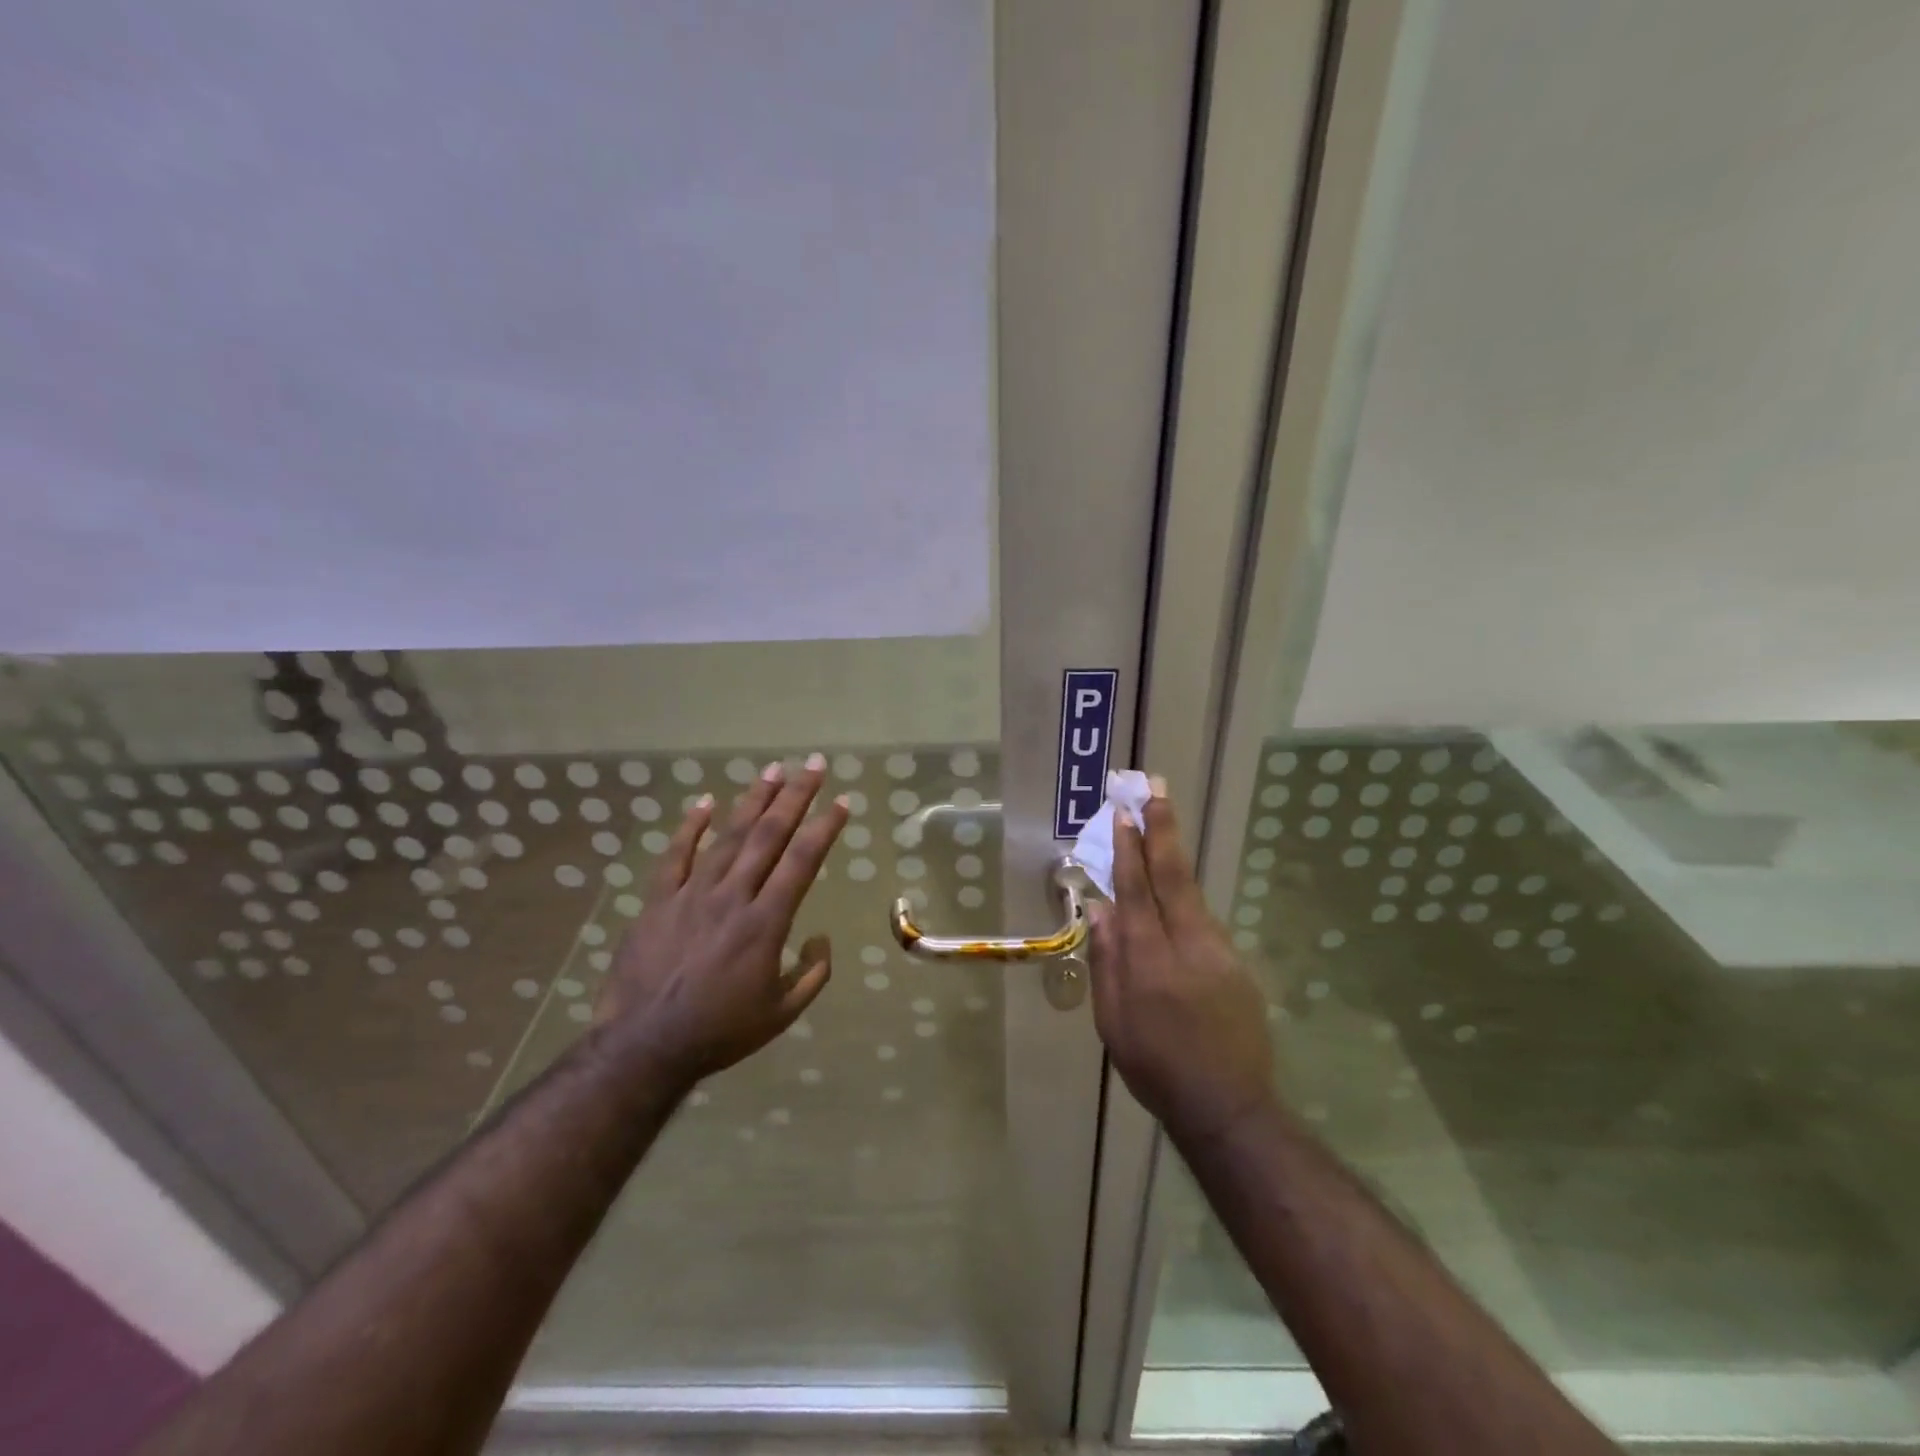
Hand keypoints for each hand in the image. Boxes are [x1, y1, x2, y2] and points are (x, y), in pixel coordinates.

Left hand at [595, 755, 847, 1090]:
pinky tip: (706, 801)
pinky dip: (691, 826)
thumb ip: (812, 974)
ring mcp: (692, 894)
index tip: (841, 801)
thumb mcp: (781, 1014)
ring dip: (753, 800)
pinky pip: (676, 855)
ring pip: (728, 837)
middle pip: (768, 836)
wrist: (644, 1045)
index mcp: (766, 923)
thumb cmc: (720, 1031)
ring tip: (773, 770)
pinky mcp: (659, 900)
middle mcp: (732, 897)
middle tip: (813, 765)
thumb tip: (822, 939)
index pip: (802, 862)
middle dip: (795, 797)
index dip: (824, 828)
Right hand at [1087, 782, 1274, 1145]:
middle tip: (1154, 789)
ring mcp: (1219, 952)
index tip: (1123, 814)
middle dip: (1162, 829)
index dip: (1128, 850)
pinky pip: (1203, 920)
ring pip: (1191, 894)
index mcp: (1149, 962)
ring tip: (1160, 824)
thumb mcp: (1113, 1022)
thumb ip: (1106, 962)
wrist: (1228, 1106)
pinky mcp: (1237, 963)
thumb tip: (1100, 910)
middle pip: (1173, 876)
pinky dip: (1185, 896)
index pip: (1136, 892)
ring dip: (1174, 855)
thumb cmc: (1155, 1067)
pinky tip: (1174, 891)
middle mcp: (1187, 946)